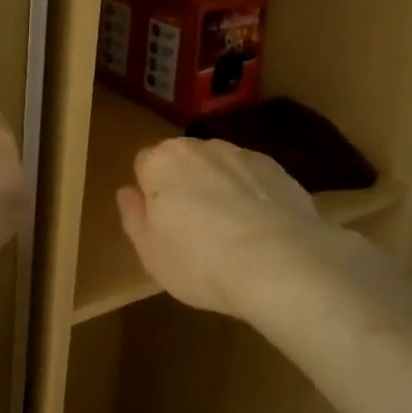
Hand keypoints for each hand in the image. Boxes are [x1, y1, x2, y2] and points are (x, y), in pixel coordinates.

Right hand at [116, 137, 318, 317]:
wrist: (283, 265)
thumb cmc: (201, 261)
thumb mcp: (150, 253)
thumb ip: (133, 216)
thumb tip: (127, 192)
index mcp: (161, 162)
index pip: (144, 165)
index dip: (149, 193)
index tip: (160, 223)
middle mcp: (201, 147)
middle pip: (183, 162)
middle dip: (185, 185)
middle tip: (193, 230)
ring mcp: (244, 155)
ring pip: (221, 169)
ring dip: (220, 189)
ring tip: (233, 234)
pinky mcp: (280, 171)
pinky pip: (254, 181)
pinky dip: (254, 197)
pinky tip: (262, 233)